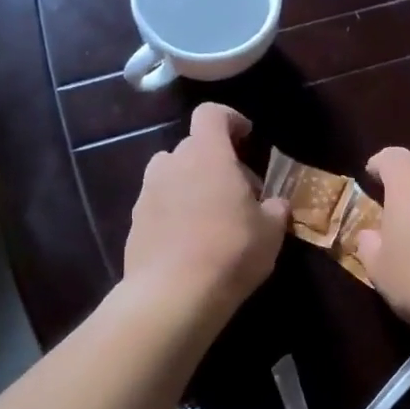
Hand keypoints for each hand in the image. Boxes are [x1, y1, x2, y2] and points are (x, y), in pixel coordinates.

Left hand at [123, 103, 287, 316]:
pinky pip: (159, 204)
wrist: (173, 294)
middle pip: (193, 147)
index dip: (230, 119)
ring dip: (192, 185)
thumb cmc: (231, 251)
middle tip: (239, 192)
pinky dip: (175, 212)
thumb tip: (275, 204)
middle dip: (216, 162)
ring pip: (172, 175)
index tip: (246, 136)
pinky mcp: (135, 223)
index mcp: (207, 155)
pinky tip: (191, 242)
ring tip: (212, 215)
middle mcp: (172, 164)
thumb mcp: (271, 232)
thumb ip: (274, 209)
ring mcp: (147, 193)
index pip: (211, 114)